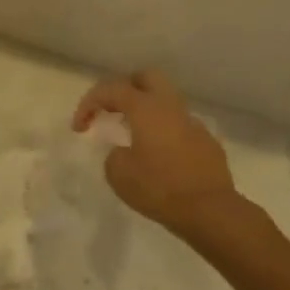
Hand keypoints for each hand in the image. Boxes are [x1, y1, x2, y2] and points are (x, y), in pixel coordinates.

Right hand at [72, 70, 236, 235]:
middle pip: (145, 77)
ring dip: (146, 109)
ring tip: (132, 133)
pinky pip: (179, 125)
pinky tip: (159, 155)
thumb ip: (114, 155)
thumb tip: (124, 152)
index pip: (110, 89)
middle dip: (124, 88)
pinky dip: (164, 131)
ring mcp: (192, 123)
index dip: (89, 103)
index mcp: (145, 108)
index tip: (79, 127)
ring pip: (165, 101)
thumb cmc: (159, 188)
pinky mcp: (206, 142)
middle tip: (111, 110)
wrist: (211, 211)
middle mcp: (170, 107)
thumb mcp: (119, 174)